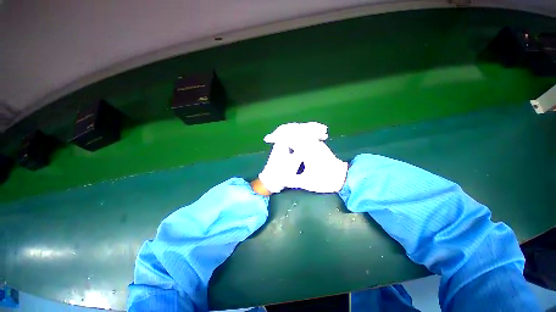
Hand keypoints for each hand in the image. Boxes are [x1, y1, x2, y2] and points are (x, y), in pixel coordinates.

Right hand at [264, 122, 347, 192]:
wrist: (343, 178)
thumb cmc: (325, 181)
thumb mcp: (307, 183)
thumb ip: (292, 180)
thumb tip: (281, 179)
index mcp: (307, 151)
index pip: (289, 138)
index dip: (277, 137)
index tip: (269, 139)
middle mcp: (311, 143)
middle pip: (294, 131)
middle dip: (281, 132)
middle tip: (272, 137)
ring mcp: (316, 142)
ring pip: (300, 131)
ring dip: (289, 131)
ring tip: (280, 135)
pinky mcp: (318, 144)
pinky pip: (306, 134)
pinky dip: (297, 134)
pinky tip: (292, 139)